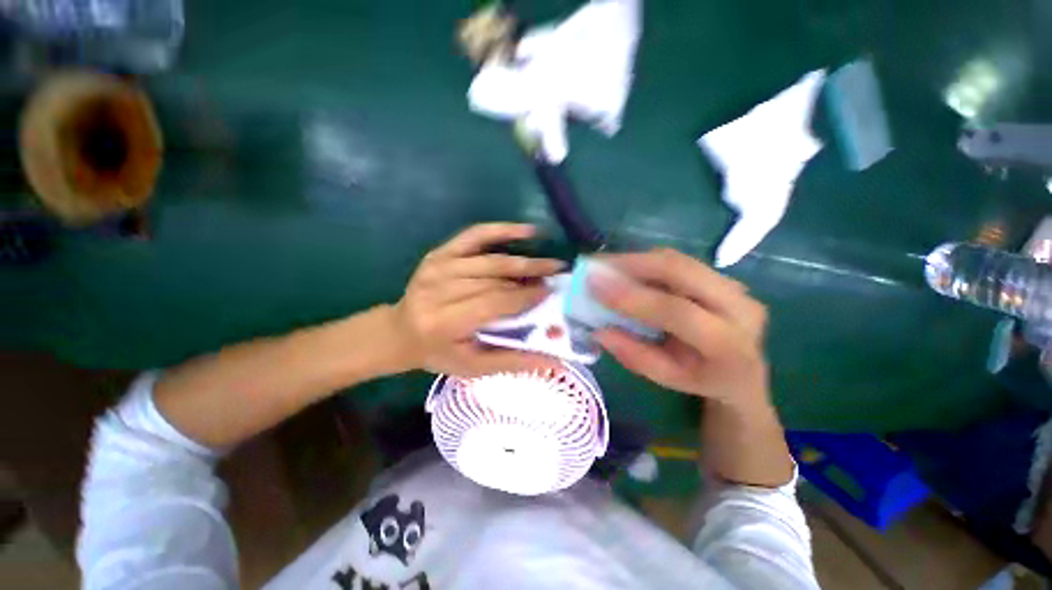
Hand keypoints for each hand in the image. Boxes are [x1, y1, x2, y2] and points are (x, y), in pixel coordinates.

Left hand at [391, 223, 564, 377]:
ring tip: (550, 262)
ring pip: (490, 260)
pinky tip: (526, 231)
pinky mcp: (440, 253)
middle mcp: (439, 289)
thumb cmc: (440, 353)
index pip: (494, 303)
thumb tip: (555, 362)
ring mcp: (438, 266)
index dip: (524, 296)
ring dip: (524, 259)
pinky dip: (501, 231)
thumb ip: (514, 362)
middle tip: (558, 274)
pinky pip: (475, 236)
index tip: (551, 292)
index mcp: (445, 321)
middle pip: (494, 279)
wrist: (401, 332)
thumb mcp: (474, 367)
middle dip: (530, 275)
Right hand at [589, 249, 769, 409]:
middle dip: (633, 264)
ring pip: (679, 260)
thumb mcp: (666, 378)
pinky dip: (647, 261)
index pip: (677, 312)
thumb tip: (599, 330)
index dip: (634, 298)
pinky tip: (626, 267)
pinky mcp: (721, 276)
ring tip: (605, 264)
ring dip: (638, 259)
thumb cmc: (702, 380)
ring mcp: (734, 286)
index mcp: (729, 344)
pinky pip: (679, 261)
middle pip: (682, 271)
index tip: (595, 286)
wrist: (743, 372)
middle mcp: (740, 307)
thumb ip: (634, 355)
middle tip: (597, 266)